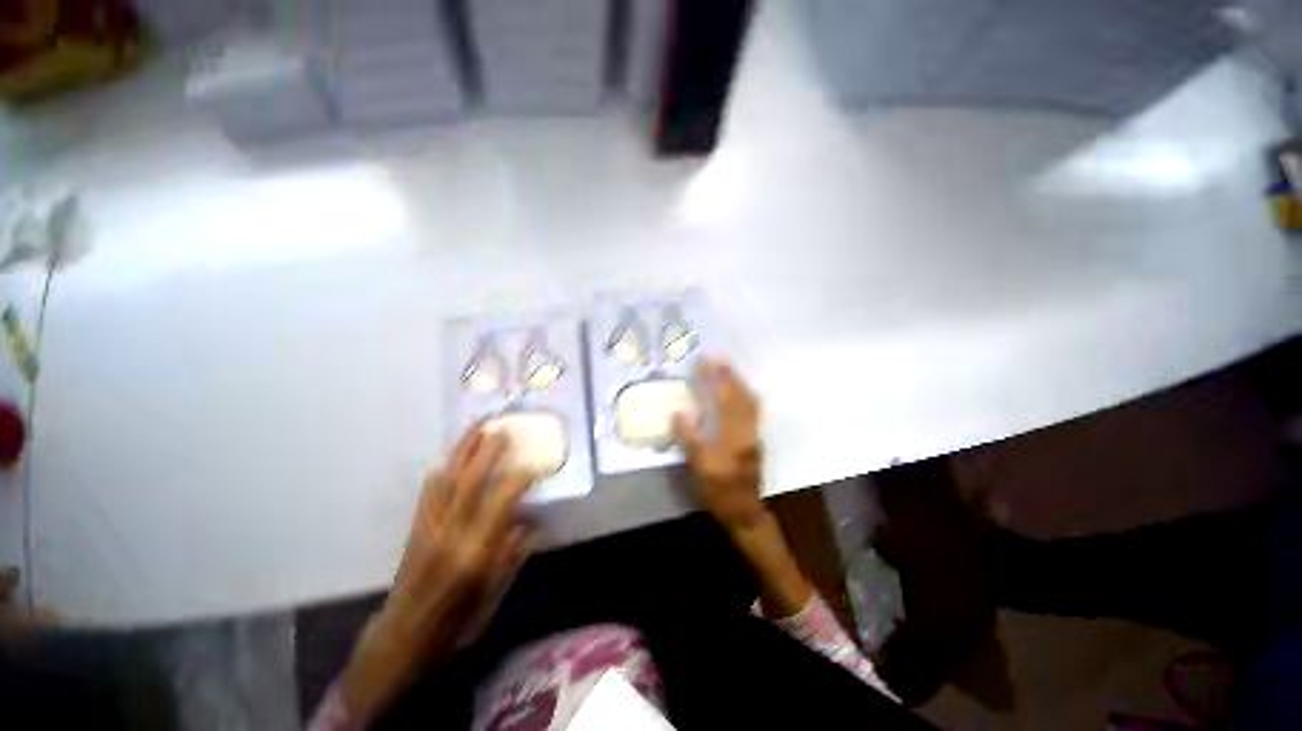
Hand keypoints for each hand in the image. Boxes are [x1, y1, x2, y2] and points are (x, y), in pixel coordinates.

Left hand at [341, 429, 533, 719]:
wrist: (401, 638)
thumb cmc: (455, 624)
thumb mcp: (492, 597)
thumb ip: (512, 555)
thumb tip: (530, 522)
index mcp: (474, 553)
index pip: (500, 504)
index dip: (518, 480)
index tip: (533, 465)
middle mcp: (450, 534)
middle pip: (470, 482)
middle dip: (488, 451)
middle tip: (503, 428)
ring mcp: (428, 527)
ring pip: (448, 479)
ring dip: (463, 451)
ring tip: (477, 429)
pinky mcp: (415, 528)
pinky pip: (428, 492)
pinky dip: (441, 470)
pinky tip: (450, 456)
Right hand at [673, 359, 766, 530]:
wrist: (743, 510)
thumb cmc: (719, 488)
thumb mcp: (699, 465)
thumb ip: (689, 437)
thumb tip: (679, 412)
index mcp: (732, 433)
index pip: (722, 398)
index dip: (713, 378)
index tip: (703, 362)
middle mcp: (746, 428)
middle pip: (741, 395)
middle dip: (729, 375)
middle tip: (718, 359)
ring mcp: (754, 434)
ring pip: (750, 401)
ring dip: (739, 383)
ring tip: (728, 371)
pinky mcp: (755, 440)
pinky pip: (753, 410)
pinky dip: (745, 396)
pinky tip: (738, 394)